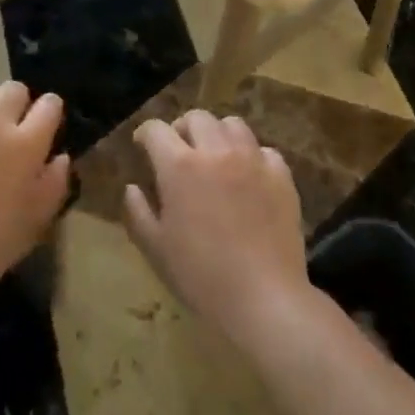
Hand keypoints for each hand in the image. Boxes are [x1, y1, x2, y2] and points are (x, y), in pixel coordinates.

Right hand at [123, 110, 310, 344]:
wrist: (263, 297)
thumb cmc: (201, 275)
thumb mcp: (155, 247)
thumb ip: (138, 212)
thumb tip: (132, 187)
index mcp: (179, 165)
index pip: (156, 129)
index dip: (145, 134)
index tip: (142, 146)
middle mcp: (216, 152)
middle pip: (197, 118)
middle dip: (182, 128)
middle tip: (178, 151)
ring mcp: (253, 160)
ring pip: (233, 124)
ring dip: (217, 134)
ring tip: (214, 156)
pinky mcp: (281, 176)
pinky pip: (264, 150)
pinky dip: (251, 155)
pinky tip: (247, 176)